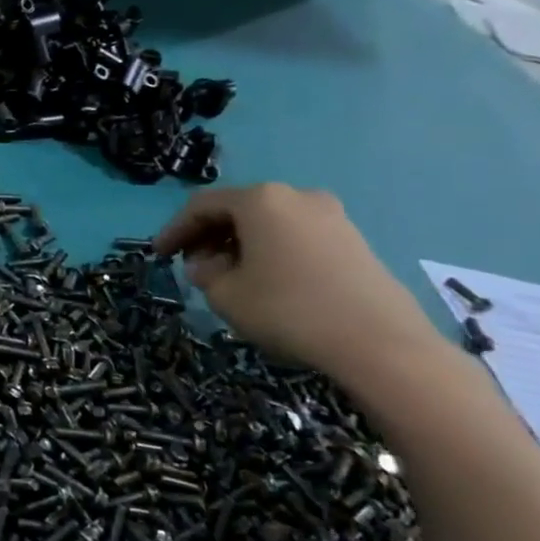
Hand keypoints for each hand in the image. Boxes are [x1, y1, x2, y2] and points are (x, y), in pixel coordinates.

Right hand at [153, 183, 442, 379]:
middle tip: (192, 265)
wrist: (380, 344)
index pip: (201, 206)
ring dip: (240, 244)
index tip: (159, 255)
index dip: (175, 230)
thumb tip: (209, 264)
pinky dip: (271, 251)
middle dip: (209, 235)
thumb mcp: (224, 294)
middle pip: (238, 209)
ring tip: (227, 275)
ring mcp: (331, 216)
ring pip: (269, 223)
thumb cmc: (288, 309)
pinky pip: (296, 236)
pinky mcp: (354, 241)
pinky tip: (266, 280)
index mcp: (260, 200)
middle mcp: (296, 196)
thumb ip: (204, 272)